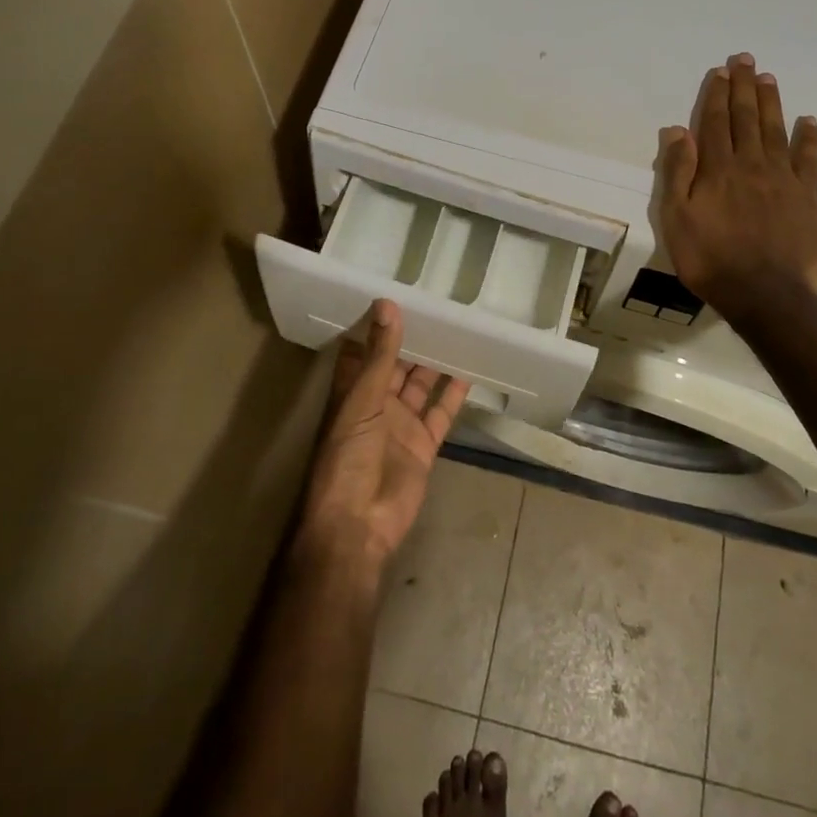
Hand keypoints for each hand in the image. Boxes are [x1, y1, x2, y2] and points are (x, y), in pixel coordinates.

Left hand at [297, 300, 469, 569]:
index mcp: (351, 392)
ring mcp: (400, 425)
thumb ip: (379, 356)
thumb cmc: (347, 457)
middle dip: (413, 340)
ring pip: (420, 385)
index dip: (377, 325)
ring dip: (436, 362)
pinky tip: (469, 369)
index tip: (397, 293)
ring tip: (458, 330)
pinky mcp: (423, 445)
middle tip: (438, 306)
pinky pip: (440, 413)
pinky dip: (453, 394)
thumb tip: (387, 304)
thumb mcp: (361, 401)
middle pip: (396, 365)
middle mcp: (375, 404)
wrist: (358, 523)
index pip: (363, 350)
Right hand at [656, 53, 816, 319]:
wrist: (764, 294)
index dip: (716, 95)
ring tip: (768, 78)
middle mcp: (751, 164)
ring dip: (771, 102)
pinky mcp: (806, 197)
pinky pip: (808, 159)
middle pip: (746, 118)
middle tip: (745, 59)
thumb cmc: (710, 259)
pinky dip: (808, 138)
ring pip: (775, 130)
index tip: (720, 72)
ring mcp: (783, 179)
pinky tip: (808, 120)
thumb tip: (677, 130)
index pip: (714, 123)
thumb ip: (678, 172)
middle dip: (743, 87)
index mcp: (717, 169)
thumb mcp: (676, 219)